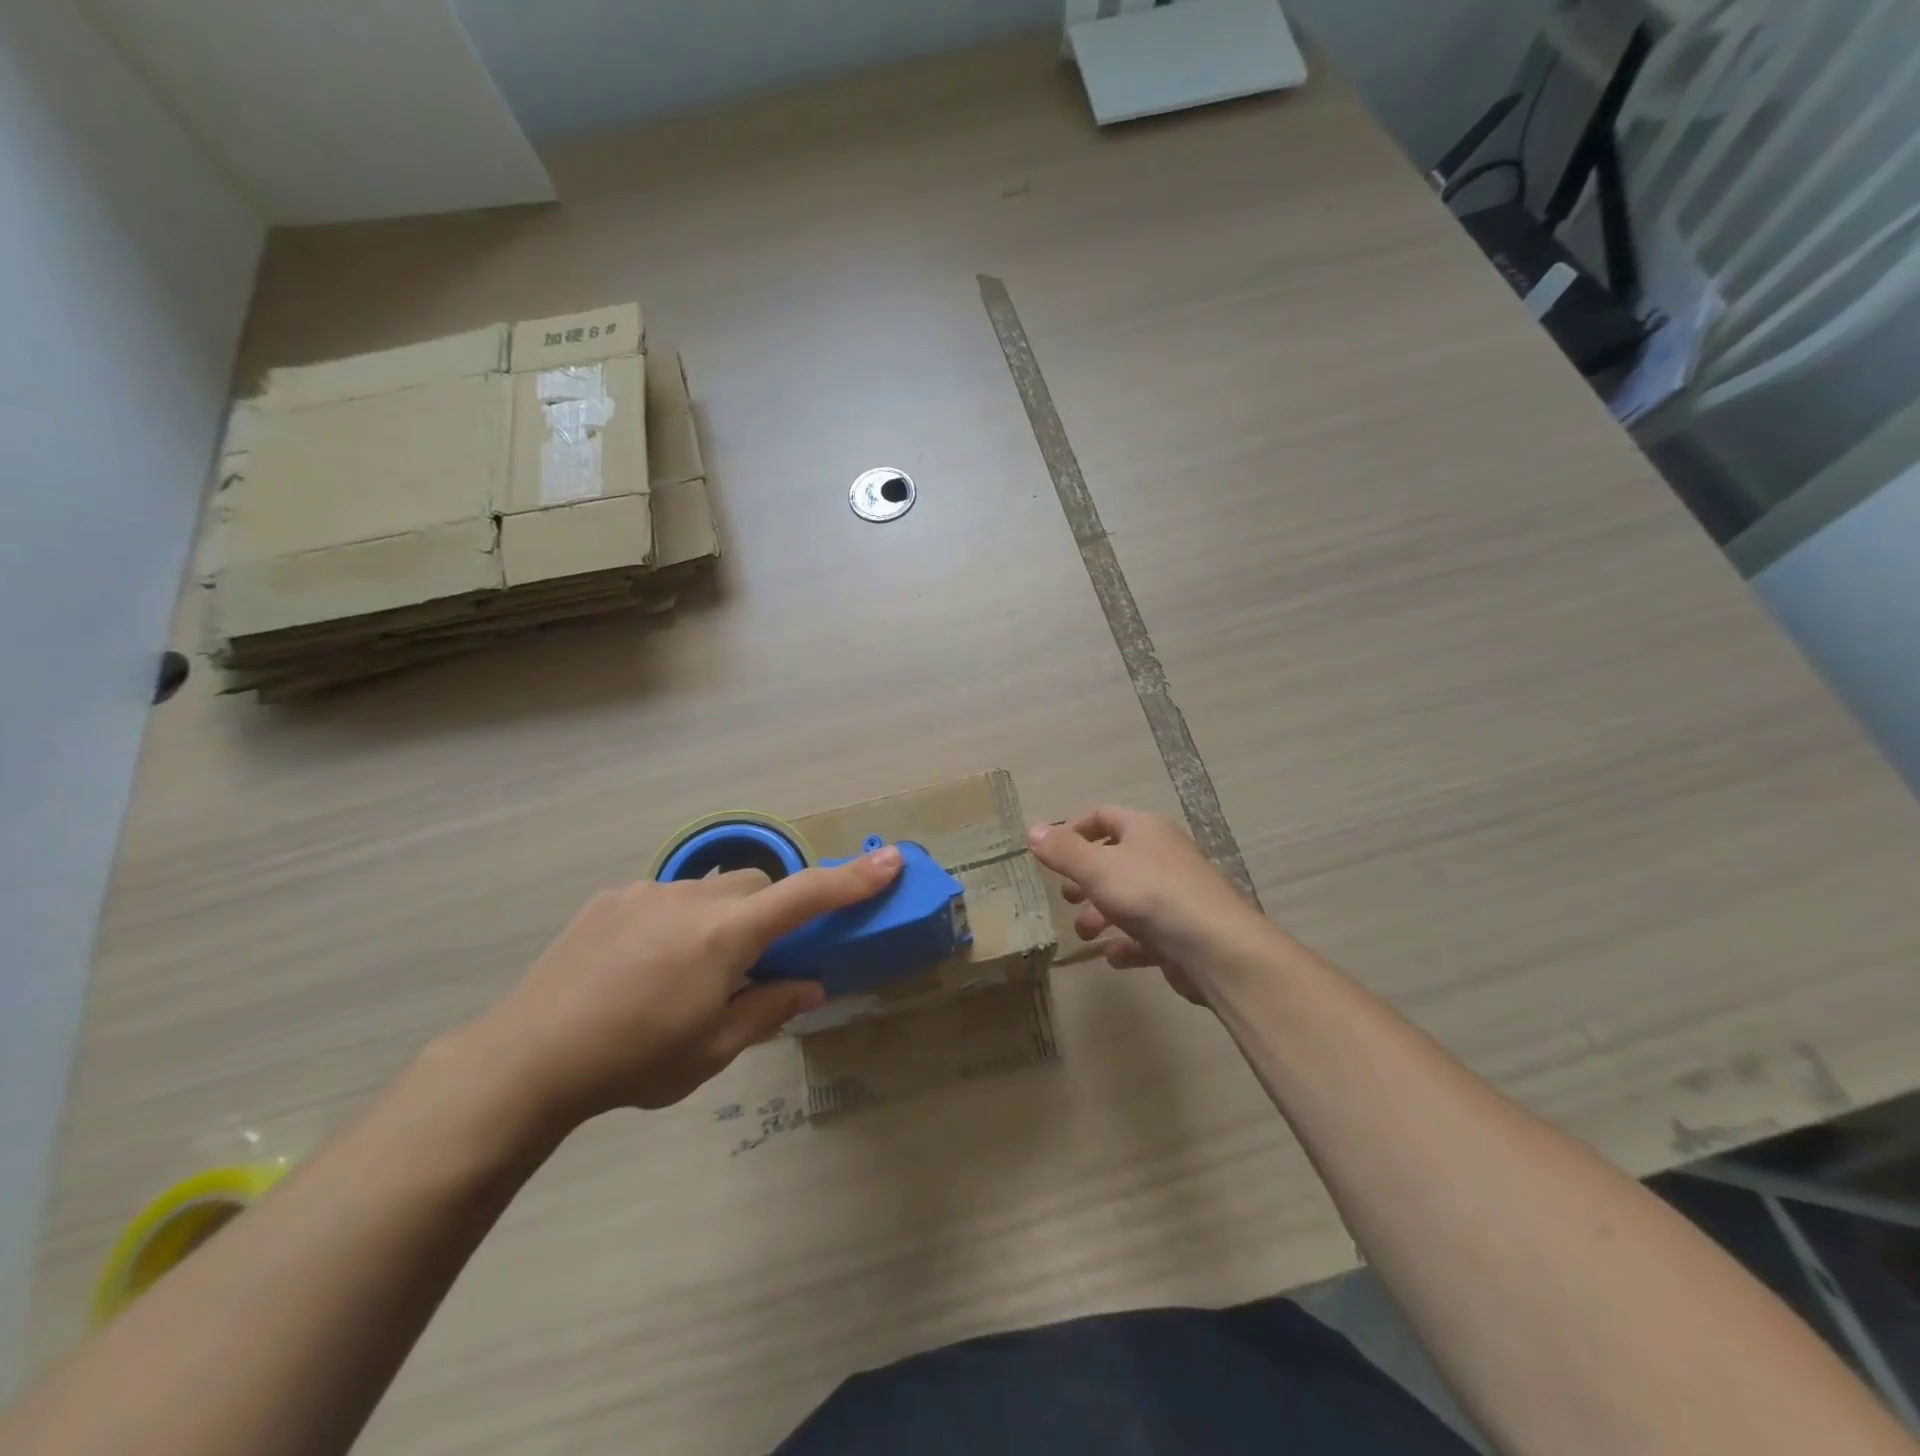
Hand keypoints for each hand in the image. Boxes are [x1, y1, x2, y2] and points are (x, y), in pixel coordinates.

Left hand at [481, 846, 901, 1119]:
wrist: (526, 1059)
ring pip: (710, 891)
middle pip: (756, 885)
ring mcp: (647, 892)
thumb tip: (808, 984)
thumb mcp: (711, 1050)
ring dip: (719, 919)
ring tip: (685, 972)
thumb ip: (767, 1009)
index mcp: (724, 937)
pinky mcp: (611, 898)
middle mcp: (691, 899)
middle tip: (753, 962)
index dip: (852, 879)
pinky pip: (665, 897)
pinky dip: (676, 921)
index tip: (890, 859)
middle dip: (770, 912)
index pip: (804, 897)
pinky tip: (642, 966)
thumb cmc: (633, 1061)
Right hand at [1028, 808, 1259, 1003]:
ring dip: (1101, 915)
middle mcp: (1163, 856)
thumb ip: (1063, 851)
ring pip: (1129, 899)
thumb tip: (1032, 830)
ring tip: (1084, 933)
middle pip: (1116, 859)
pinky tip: (1114, 956)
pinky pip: (1148, 934)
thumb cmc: (1151, 894)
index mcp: (1145, 830)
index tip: (1051, 853)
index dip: (1074, 830)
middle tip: (1067, 898)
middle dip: (1085, 879)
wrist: (1215, 947)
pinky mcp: (1183, 932)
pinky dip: (1127, 944)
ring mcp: (1176, 895)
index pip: (1104, 816)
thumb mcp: (1097, 868)